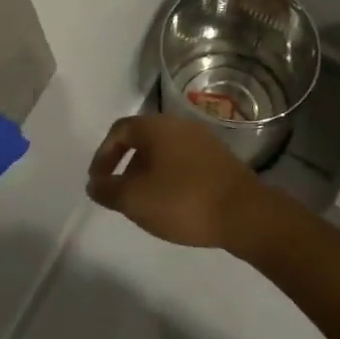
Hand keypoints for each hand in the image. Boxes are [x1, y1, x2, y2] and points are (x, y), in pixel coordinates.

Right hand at [85, 114, 272, 249]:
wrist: (245, 213)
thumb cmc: (183, 201)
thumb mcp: (135, 200)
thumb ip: (108, 190)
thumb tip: (94, 183)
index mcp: (156, 126)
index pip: (119, 130)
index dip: (103, 155)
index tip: (98, 182)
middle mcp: (179, 125)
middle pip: (143, 139)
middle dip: (126, 165)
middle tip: (119, 192)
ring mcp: (203, 141)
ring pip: (165, 152)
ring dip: (149, 173)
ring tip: (145, 202)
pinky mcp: (220, 159)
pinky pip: (184, 162)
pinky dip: (170, 177)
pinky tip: (173, 203)